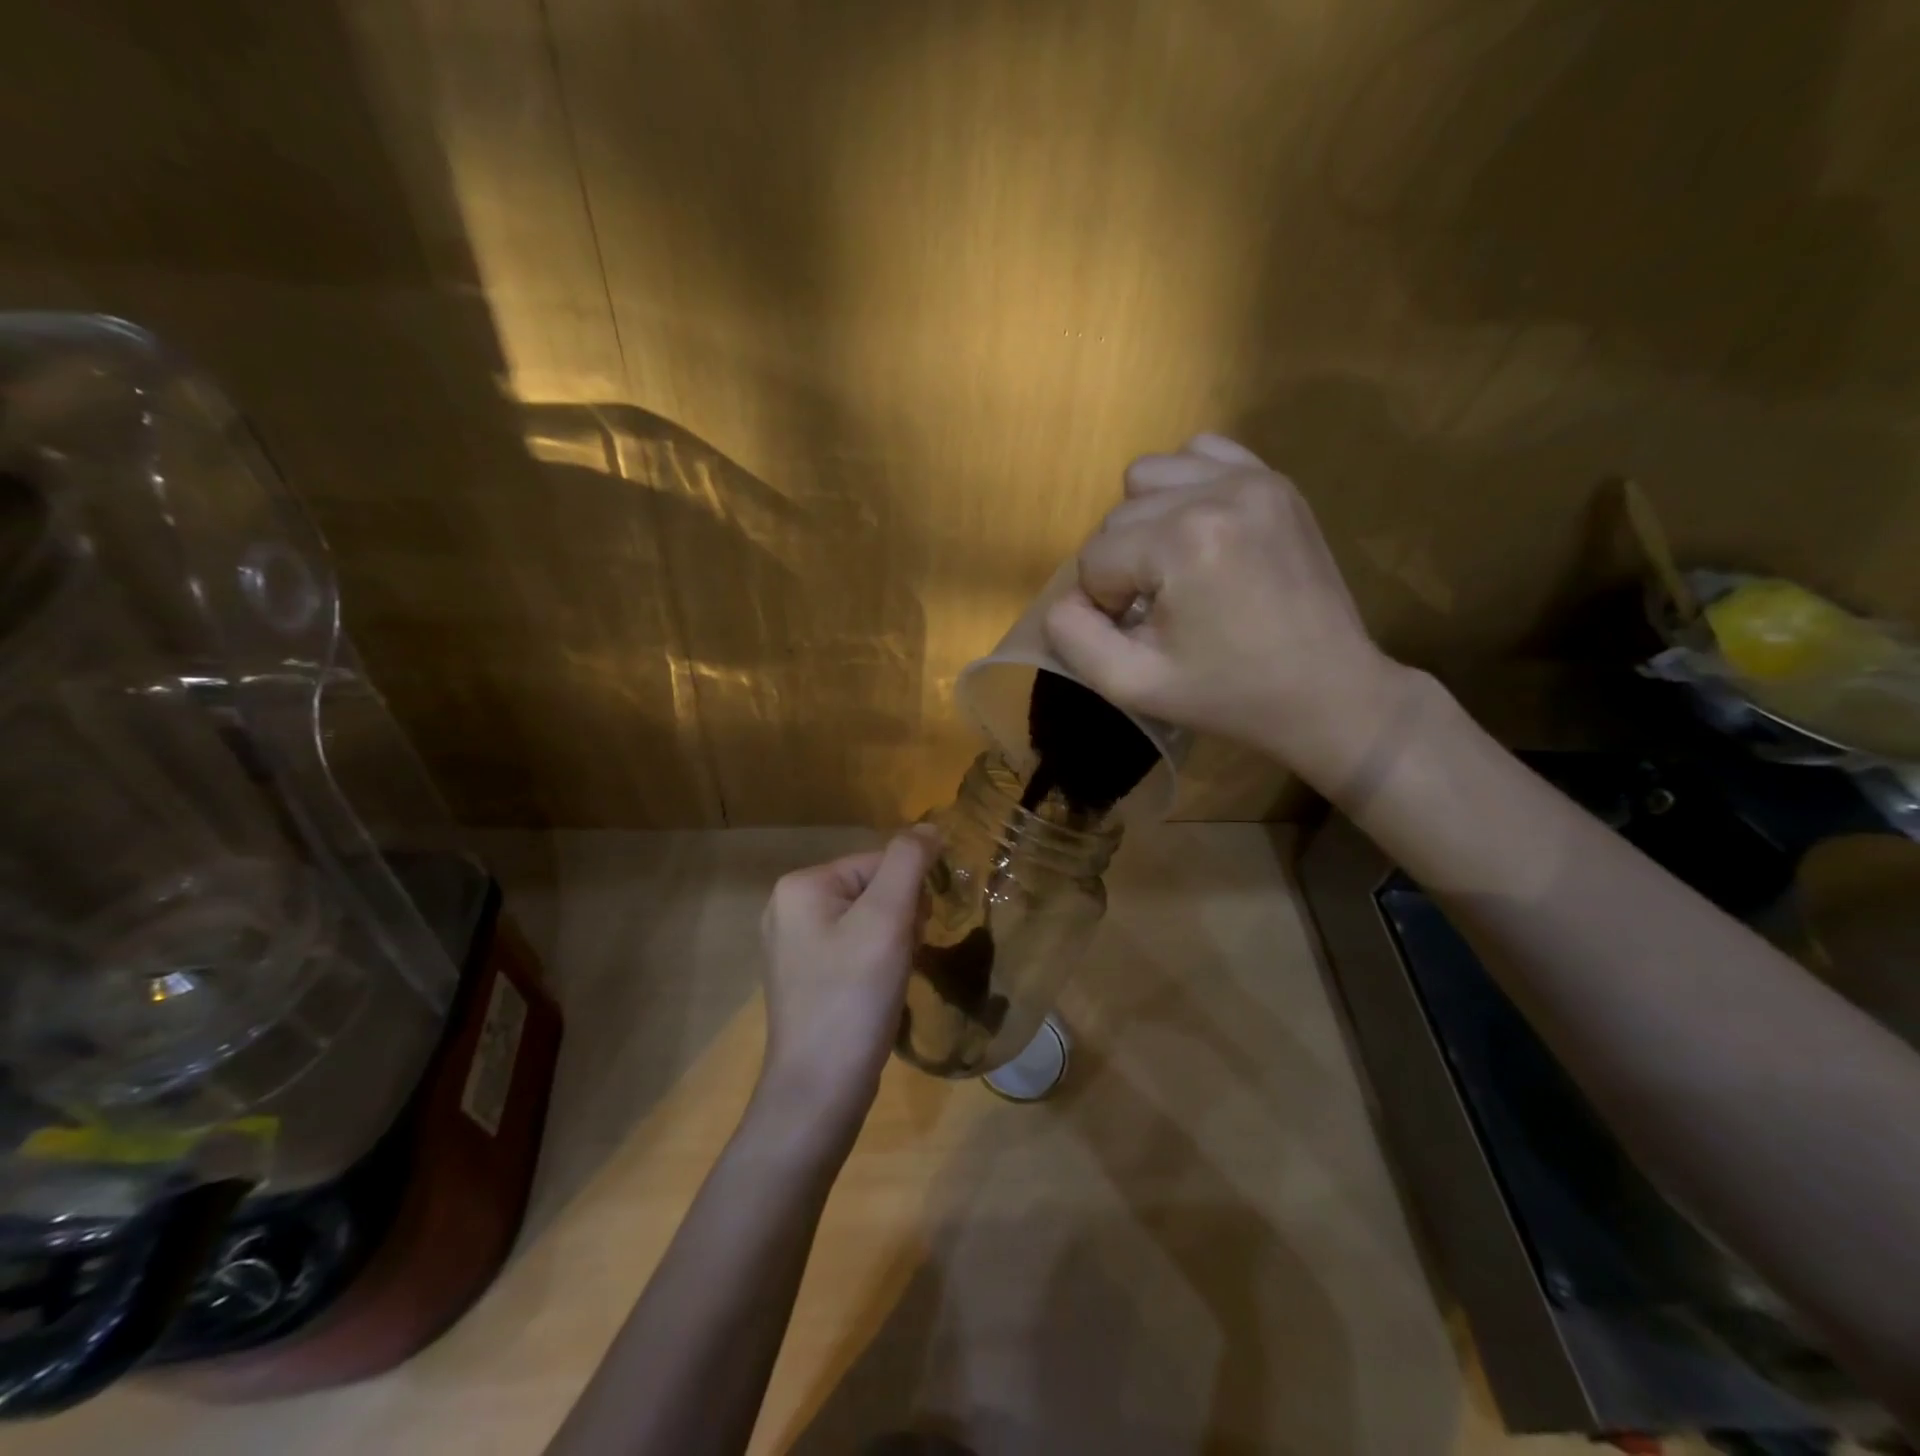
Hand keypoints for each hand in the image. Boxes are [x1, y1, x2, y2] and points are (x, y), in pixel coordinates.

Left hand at [755, 830, 938, 1130]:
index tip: (914, 934)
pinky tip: (878, 991)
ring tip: (890, 978)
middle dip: (900, 919)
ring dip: (893, 942)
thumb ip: (909, 863)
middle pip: (871, 889)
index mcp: (800, 885)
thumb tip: (929, 828)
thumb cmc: (853, 997)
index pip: (878, 862)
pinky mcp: (803, 977)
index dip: (908, 895)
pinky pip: (852, 948)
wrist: (818, 1092)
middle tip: (901, 959)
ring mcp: (792, 945)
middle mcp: (788, 907)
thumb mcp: (888, 920)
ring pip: (866, 921)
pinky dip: (875, 963)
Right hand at [1043, 434, 1411, 791]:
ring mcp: (1254, 479)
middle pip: (1118, 516)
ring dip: (1145, 522)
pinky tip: (1200, 531)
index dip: (1105, 603)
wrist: (1327, 693)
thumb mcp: (1132, 684)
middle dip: (1123, 565)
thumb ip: (1073, 636)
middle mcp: (1217, 492)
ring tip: (1176, 566)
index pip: (1094, 557)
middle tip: (1159, 610)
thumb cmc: (1228, 696)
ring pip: (1150, 476)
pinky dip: (1184, 487)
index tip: (1145, 635)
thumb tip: (1068, 596)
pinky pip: (1201, 453)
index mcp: (1184, 542)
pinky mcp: (1275, 480)